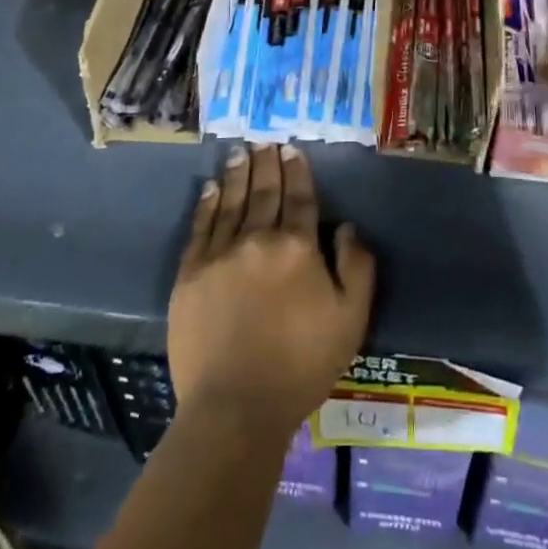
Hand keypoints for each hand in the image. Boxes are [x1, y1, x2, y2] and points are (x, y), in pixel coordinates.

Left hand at [169, 143, 375, 435]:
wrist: (235, 407)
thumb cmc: (301, 365)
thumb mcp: (350, 320)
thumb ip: (357, 268)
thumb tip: (348, 227)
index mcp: (298, 248)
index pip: (300, 198)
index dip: (297, 172)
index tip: (292, 150)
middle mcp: (258, 239)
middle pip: (264, 192)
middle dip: (266, 163)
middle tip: (265, 141)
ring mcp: (220, 254)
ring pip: (232, 202)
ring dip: (238, 174)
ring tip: (240, 151)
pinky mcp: (190, 274)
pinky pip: (201, 228)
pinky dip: (208, 204)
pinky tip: (212, 188)